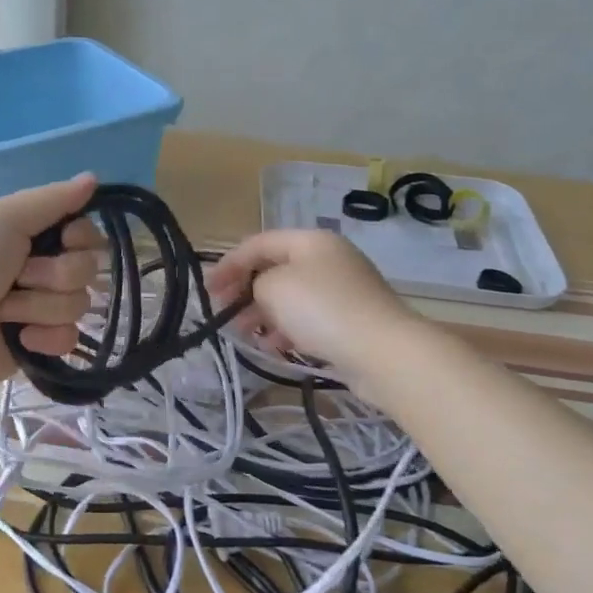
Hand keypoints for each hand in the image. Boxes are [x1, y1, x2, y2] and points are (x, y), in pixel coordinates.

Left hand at [0, 174, 103, 391]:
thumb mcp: (1, 218)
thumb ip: (52, 199)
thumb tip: (94, 177)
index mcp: (30, 233)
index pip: (85, 231)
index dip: (81, 236)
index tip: (63, 239)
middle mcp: (40, 267)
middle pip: (87, 267)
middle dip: (54, 274)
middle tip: (17, 277)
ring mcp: (40, 308)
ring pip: (78, 303)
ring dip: (38, 306)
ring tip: (3, 310)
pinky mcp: (40, 344)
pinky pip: (69, 338)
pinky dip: (44, 338)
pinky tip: (18, 338)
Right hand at [205, 229, 416, 378]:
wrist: (384, 352)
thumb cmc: (322, 310)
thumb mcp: (274, 287)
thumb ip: (255, 282)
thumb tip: (263, 292)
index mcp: (311, 240)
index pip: (259, 243)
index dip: (229, 264)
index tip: (208, 290)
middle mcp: (329, 258)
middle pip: (276, 268)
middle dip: (246, 290)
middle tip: (224, 313)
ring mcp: (344, 289)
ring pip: (292, 296)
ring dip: (264, 313)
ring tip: (246, 334)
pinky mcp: (352, 320)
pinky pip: (310, 318)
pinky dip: (288, 328)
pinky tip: (275, 347)